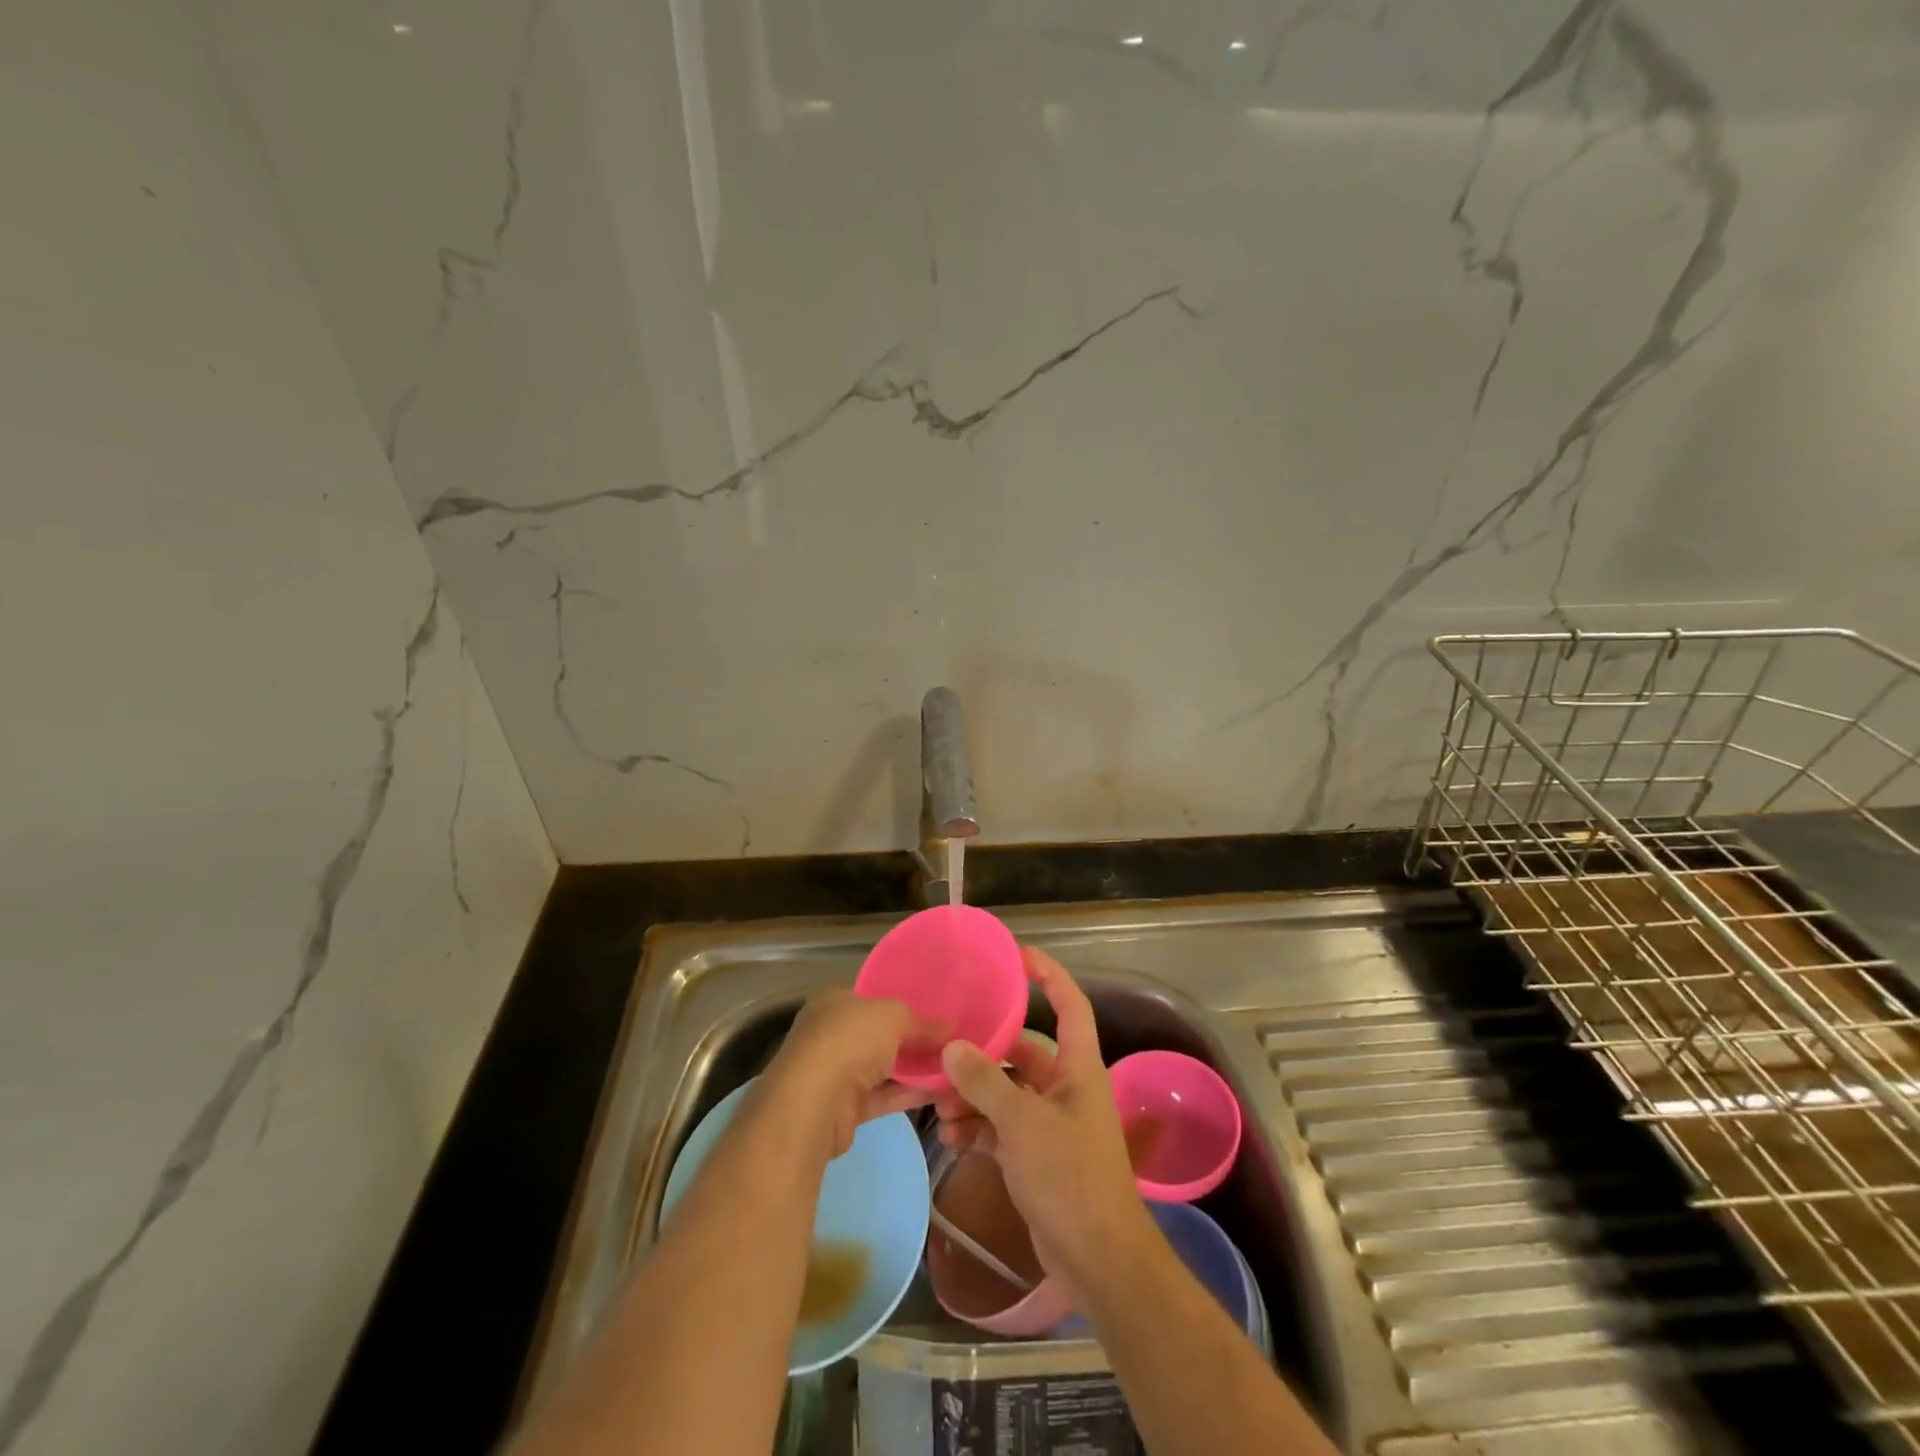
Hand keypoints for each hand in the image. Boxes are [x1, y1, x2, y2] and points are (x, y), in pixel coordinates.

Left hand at [762, 989, 934, 1158]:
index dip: (903, 1004)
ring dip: (915, 1069)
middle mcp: (832, 1033)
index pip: (873, 999)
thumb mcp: (894, 1016)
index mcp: (835, 1001)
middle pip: (880, 1034)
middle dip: (913, 1039)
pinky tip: (941, 1091)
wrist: (813, 1104)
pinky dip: (909, 1093)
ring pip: (884, 1066)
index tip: (936, 1012)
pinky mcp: (845, 1108)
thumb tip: (951, 1027)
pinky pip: (884, 1095)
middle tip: (951, 1041)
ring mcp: (836, 1072)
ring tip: (954, 1067)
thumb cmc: (849, 1041)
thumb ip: (923, 1022)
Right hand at [935, 947, 1152, 1306]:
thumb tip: (953, 1046)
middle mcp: (1066, 1087)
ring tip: (940, 1104)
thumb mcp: (1023, 1123)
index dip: (1048, 974)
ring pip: (1007, 1091)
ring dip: (975, 1095)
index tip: (1017, 955)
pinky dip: (979, 1127)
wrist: (1097, 1259)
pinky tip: (951, 1137)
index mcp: (1078, 1067)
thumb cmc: (1069, 1176)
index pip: (1069, 1004)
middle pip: (1023, 1051)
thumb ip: (986, 1082)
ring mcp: (1051, 1122)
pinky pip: (1002, 1126)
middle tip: (946, 1050)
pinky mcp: (1036, 1155)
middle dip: (985, 1052)